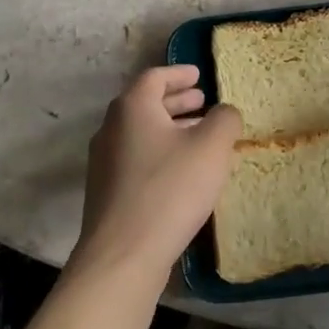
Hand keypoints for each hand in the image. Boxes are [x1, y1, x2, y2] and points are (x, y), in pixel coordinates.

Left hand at [73, 65, 241, 286]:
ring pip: (140, 133)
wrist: (123, 255)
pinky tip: (181, 171)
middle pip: (144, 104)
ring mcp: (104, 162)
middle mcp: (111, 128)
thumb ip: (224, 119)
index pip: (154, 77)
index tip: (198, 74)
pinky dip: (159, 152)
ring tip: (198, 135)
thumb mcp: (211, 147)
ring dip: (169, 128)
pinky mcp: (106, 192)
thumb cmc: (170, 189)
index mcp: (132, 108)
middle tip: (202, 102)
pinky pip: (136, 158)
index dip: (179, 73)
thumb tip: (223, 112)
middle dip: (175, 101)